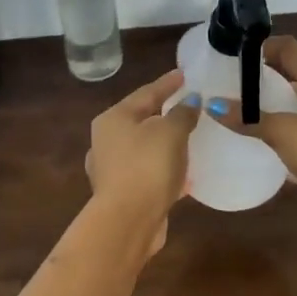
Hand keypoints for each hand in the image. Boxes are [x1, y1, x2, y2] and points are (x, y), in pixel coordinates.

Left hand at [85, 68, 199, 253]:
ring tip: (189, 139)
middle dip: (165, 114)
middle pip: (141, 120)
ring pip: (144, 148)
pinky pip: (148, 172)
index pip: (145, 93)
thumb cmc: (147, 166)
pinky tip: (184, 174)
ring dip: (165, 144)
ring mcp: (111, 169)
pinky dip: (165, 169)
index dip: (168, 83)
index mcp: (113, 119)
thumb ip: (182, 113)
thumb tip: (190, 102)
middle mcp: (106, 141)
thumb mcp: (170, 132)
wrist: (128, 221)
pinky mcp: (123, 194)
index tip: (185, 74)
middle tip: (188, 106)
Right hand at [214, 36, 296, 201]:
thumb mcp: (280, 131)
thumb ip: (248, 118)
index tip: (237, 57)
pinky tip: (282, 147)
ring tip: (257, 115)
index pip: (289, 48)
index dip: (264, 47)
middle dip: (271, 78)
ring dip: (286, 105)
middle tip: (241, 87)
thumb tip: (213, 106)